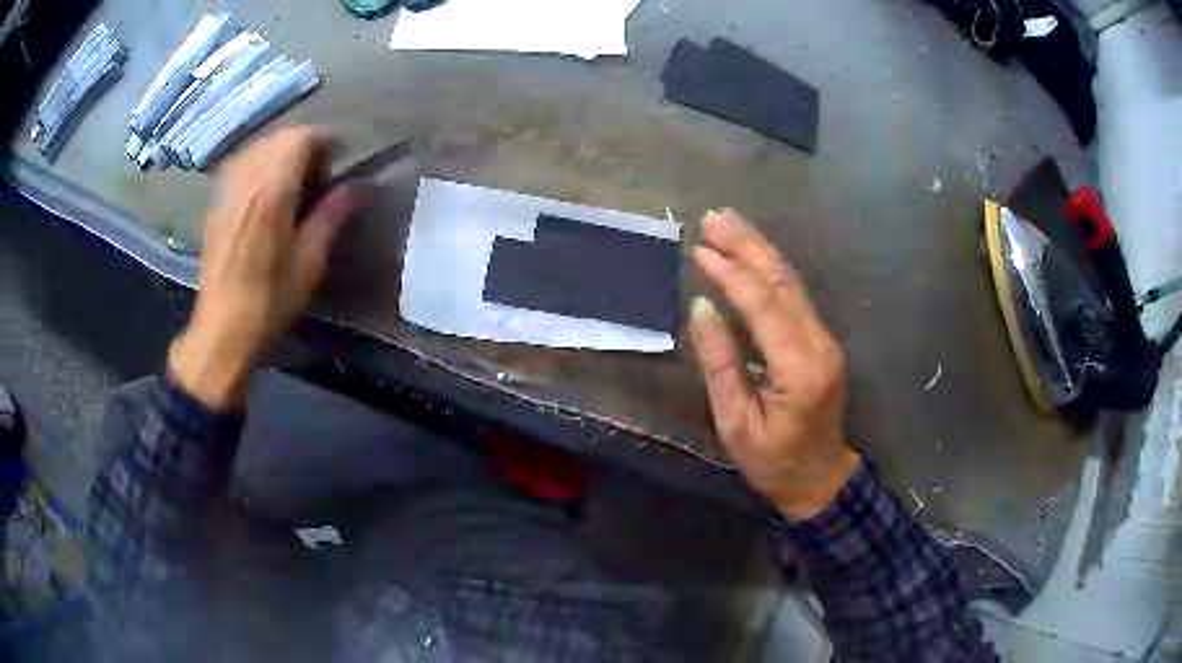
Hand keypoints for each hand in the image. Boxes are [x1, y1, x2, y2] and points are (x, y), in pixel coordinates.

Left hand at [168, 127, 361, 409]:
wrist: (222, 329)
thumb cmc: (269, 300)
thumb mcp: (310, 262)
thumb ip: (333, 215)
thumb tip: (360, 187)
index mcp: (273, 192)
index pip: (300, 138)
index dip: (324, 141)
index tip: (338, 161)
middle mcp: (247, 181)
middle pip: (279, 138)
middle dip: (303, 146)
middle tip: (317, 177)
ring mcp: (227, 191)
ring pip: (258, 148)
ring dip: (280, 154)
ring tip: (292, 182)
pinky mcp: (216, 204)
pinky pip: (240, 164)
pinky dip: (258, 165)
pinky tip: (264, 191)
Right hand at [689, 209, 858, 519]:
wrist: (819, 479)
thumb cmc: (773, 462)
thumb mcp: (735, 423)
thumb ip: (720, 363)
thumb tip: (700, 307)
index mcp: (799, 369)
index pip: (763, 306)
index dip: (730, 273)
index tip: (698, 248)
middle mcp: (819, 345)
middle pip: (782, 283)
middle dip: (747, 246)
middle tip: (714, 216)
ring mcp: (825, 341)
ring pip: (791, 284)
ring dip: (759, 250)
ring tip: (729, 223)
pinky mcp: (821, 342)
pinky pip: (795, 297)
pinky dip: (770, 271)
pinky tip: (752, 255)